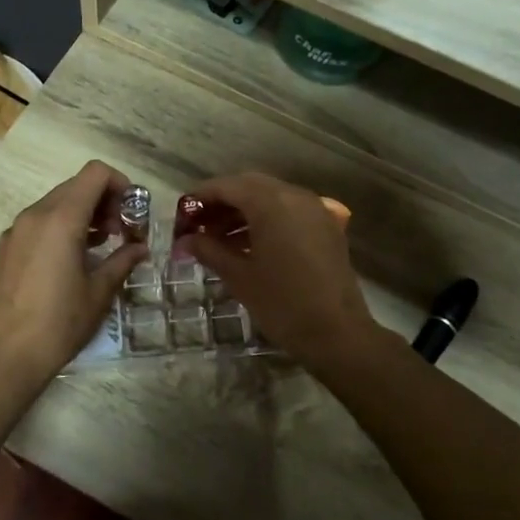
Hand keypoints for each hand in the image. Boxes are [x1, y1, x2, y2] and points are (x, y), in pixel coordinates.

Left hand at [0, 161, 146, 392]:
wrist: (5, 357)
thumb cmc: (59, 324)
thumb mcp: (99, 292)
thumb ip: (122, 261)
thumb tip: (140, 248)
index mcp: (60, 219)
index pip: (95, 173)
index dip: (120, 184)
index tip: (132, 212)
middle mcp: (35, 214)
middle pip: (76, 185)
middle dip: (104, 200)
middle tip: (122, 232)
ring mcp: (16, 230)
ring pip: (57, 202)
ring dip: (84, 213)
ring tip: (103, 244)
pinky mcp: (6, 247)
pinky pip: (40, 221)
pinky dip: (63, 226)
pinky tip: (75, 257)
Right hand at [182, 172, 382, 372]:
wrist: (337, 333)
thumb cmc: (282, 303)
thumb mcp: (239, 276)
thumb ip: (209, 250)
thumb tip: (185, 240)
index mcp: (271, 202)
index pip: (226, 186)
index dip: (200, 199)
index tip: (181, 218)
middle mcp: (295, 196)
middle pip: (249, 186)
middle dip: (221, 202)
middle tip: (198, 227)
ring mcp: (315, 209)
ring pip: (270, 197)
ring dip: (242, 212)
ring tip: (218, 239)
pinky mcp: (326, 227)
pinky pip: (288, 211)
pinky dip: (265, 219)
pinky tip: (249, 245)